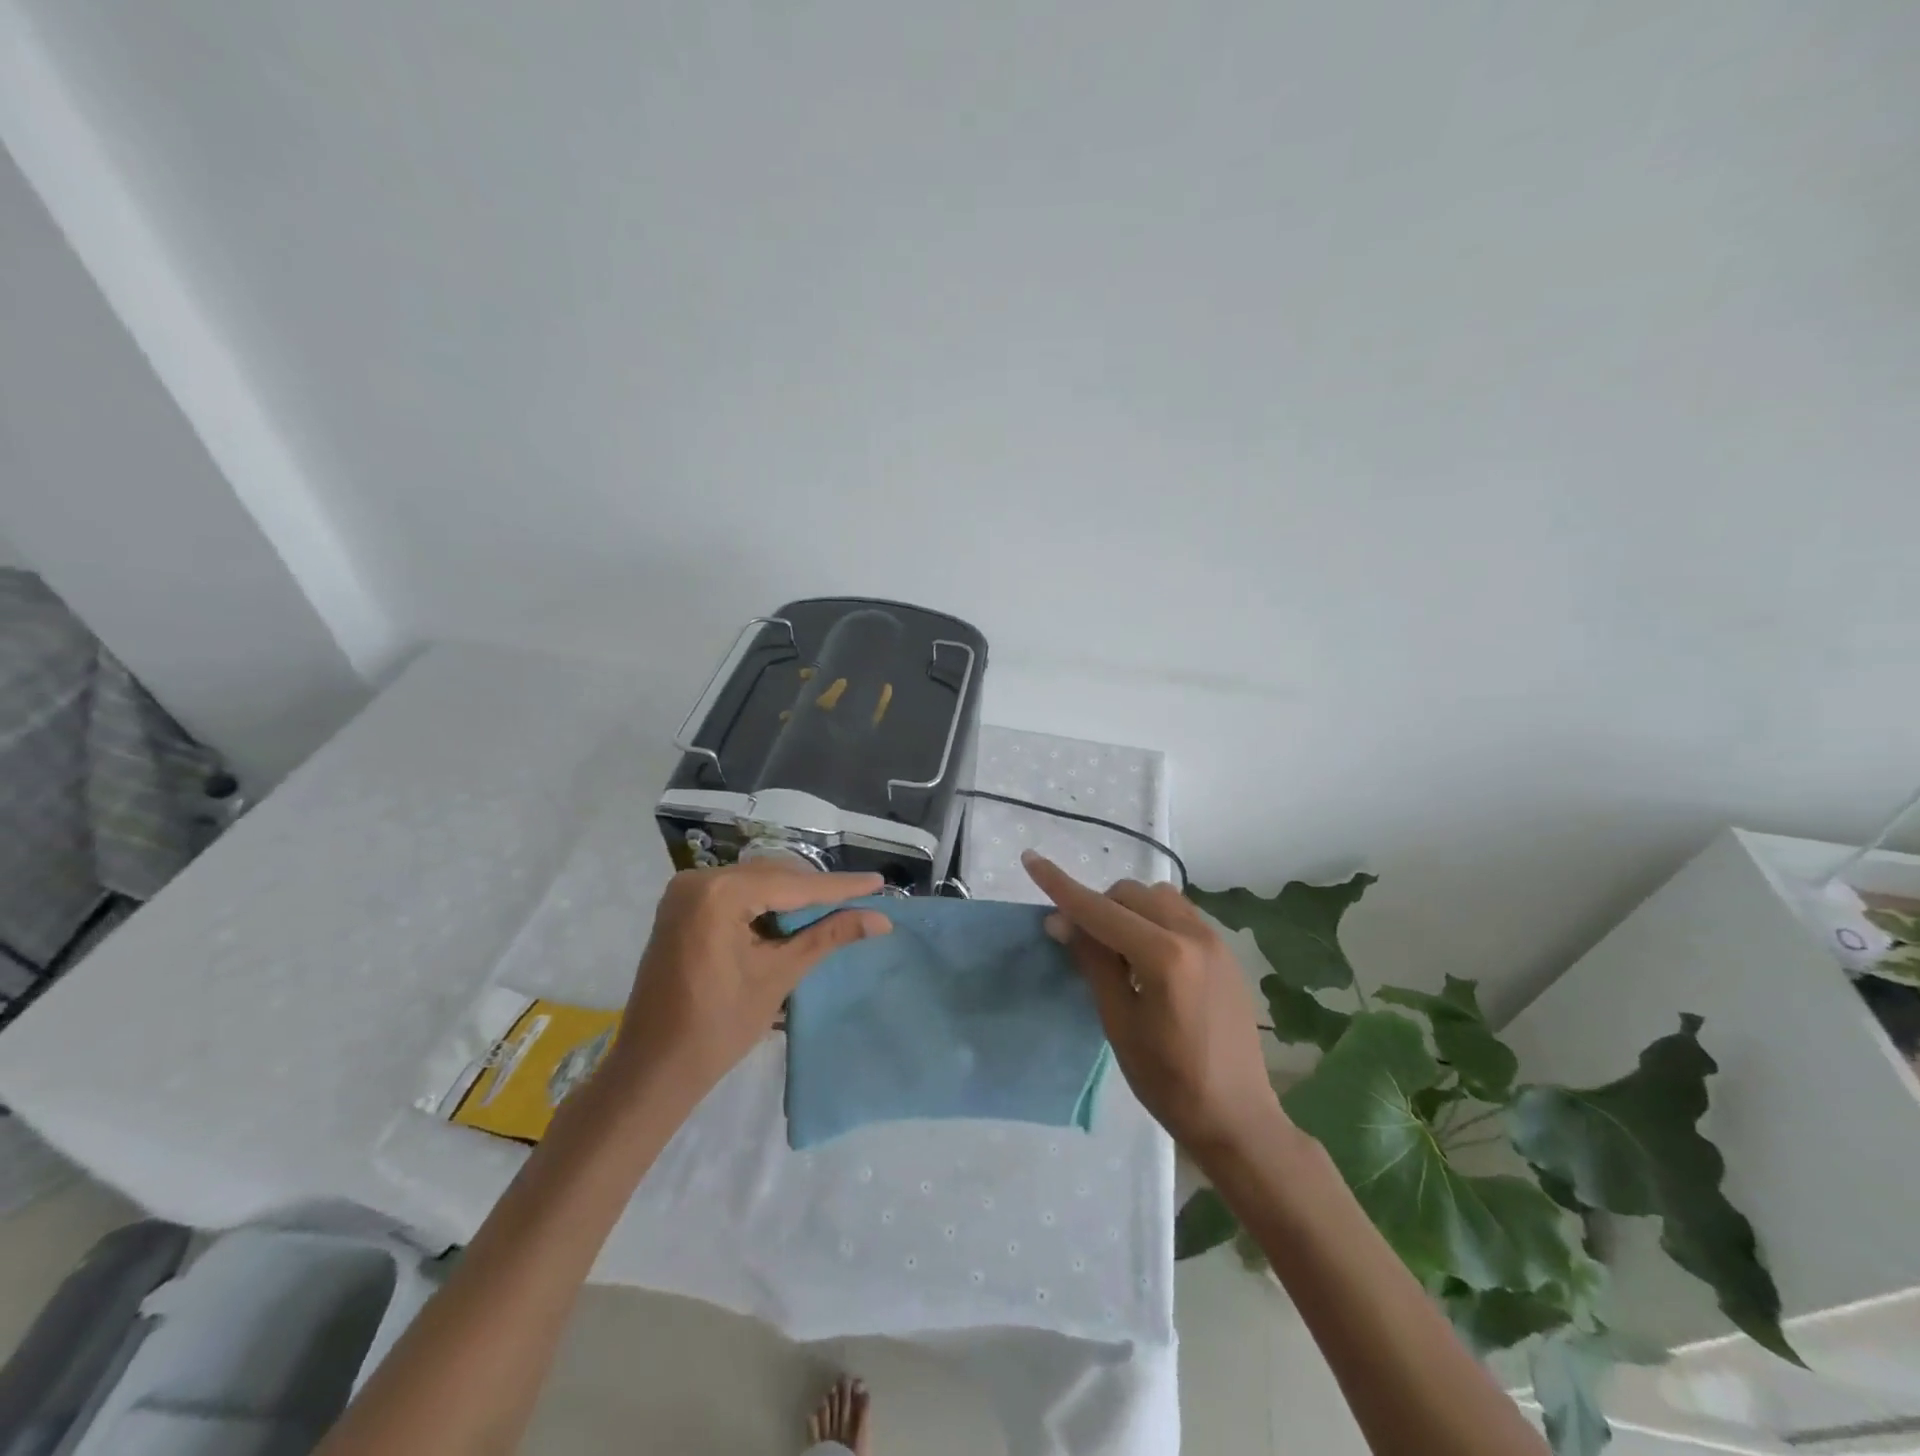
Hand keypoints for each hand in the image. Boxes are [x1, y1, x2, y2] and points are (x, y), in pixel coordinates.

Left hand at [608, 863, 890, 1107]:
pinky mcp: (682, 908)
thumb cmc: (717, 1027)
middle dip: (816, 891)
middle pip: (773, 877)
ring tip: (836, 907)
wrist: (653, 1069)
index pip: (792, 885)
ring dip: (793, 896)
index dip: (839, 887)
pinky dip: (766, 904)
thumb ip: (828, 936)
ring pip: (756, 882)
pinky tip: (794, 916)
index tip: (879, 883)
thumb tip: (880, 919)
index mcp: (718, 893)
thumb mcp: (778, 975)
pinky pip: (735, 893)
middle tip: (861, 899)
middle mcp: (698, 880)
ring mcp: (685, 892)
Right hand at [1023, 851, 1281, 1164]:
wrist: (1238, 1117)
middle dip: (1098, 907)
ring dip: (1128, 910)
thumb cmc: (1168, 1081)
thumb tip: (1062, 921)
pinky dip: (1153, 920)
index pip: (1100, 910)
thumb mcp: (1119, 1023)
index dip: (1061, 886)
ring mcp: (1214, 940)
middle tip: (1082, 945)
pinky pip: (1179, 913)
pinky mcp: (1224, 951)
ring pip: (1156, 897)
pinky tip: (1149, 959)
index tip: (1031, 859)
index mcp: (1164, 956)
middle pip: (1129, 894)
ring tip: (1120, 952)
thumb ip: (1093, 962)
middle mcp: (1193, 934)